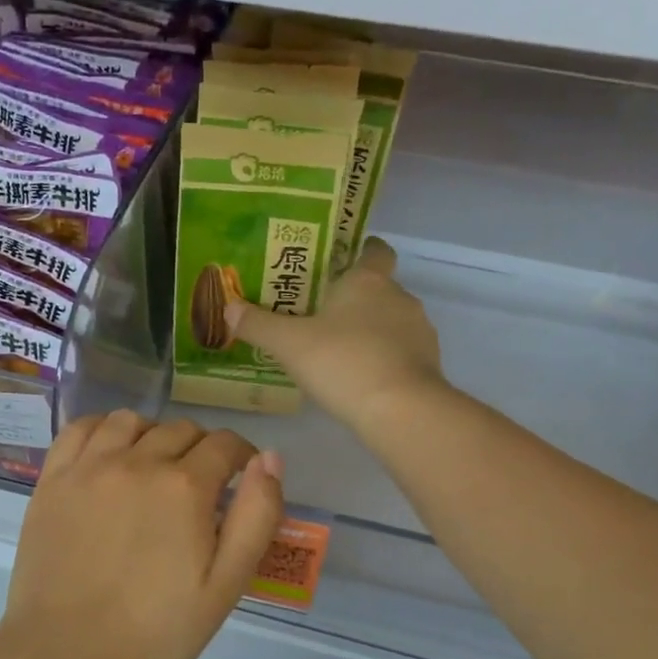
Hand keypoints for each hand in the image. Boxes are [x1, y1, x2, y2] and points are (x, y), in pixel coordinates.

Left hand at [0, 412, 284, 658]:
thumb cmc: (155, 634)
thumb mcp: (226, 586)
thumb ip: (256, 517)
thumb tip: (270, 458)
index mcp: (184, 487)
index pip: (224, 445)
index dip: (241, 457)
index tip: (240, 479)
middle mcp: (137, 462)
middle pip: (181, 430)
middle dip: (202, 450)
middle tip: (201, 488)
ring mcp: (88, 468)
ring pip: (131, 421)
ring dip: (153, 435)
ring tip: (154, 468)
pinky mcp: (52, 481)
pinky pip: (80, 429)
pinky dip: (103, 430)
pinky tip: (109, 454)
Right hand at [228, 237, 445, 434]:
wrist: (399, 409)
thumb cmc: (342, 362)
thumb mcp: (289, 344)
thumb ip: (258, 325)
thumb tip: (228, 307)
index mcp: (368, 280)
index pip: (374, 249)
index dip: (359, 252)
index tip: (337, 265)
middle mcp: (399, 297)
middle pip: (379, 288)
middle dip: (354, 300)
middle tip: (321, 317)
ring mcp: (419, 331)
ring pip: (392, 322)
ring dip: (371, 332)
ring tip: (339, 354)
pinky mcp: (429, 364)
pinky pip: (402, 353)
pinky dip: (385, 360)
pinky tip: (361, 380)